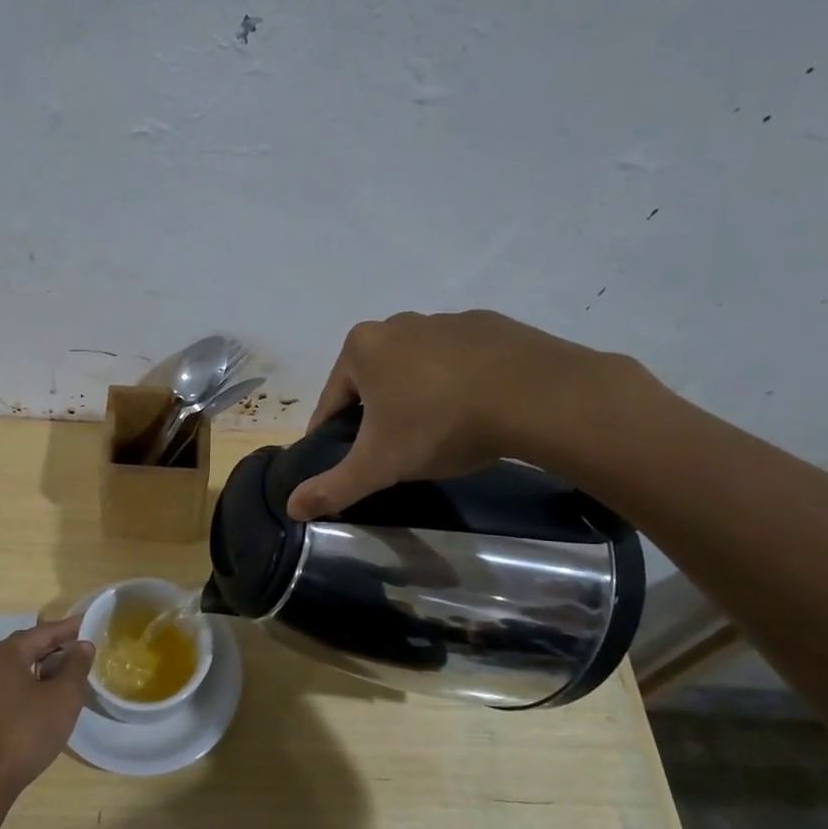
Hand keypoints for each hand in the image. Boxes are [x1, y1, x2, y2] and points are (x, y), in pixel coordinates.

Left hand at [0, 616, 94, 796]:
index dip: (71, 628)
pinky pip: (13, 685)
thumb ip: (76, 666)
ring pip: (22, 667)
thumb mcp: (63, 697)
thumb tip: (83, 645)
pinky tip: (50, 697)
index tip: (92, 622)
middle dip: (58, 647)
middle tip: (86, 649)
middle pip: (30, 646)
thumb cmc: (25, 731)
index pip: (45, 631)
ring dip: (47, 668)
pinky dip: (34, 684)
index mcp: (6, 653)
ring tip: (73, 674)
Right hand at [286, 310, 642, 519]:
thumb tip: (291, 507)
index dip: (334, 438)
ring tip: (440, 434)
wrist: (536, 395)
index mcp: (361, 348)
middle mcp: (397, 324)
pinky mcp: (488, 324)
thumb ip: (333, 486)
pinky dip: (457, 383)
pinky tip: (475, 410)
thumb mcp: (380, 465)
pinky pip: (458, 360)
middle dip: (378, 416)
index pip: (331, 403)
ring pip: (415, 369)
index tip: (348, 465)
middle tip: (398, 454)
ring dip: (417, 398)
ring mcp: (445, 320)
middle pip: (372, 382)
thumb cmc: (441, 424)